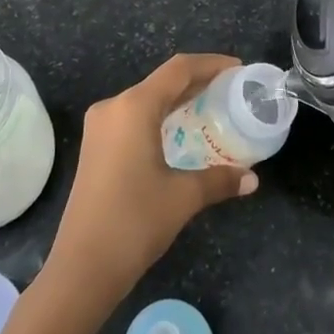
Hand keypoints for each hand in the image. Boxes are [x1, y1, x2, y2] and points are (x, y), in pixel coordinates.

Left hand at [46, 53, 258, 301]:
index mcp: (134, 107)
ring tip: (212, 107)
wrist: (81, 270)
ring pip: (147, 100)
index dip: (211, 64)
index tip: (238, 69)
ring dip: (178, 100)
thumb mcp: (183, 197)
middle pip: (162, 82)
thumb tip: (252, 179)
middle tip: (231, 90)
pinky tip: (181, 132)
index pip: (179, 69)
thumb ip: (220, 180)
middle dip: (197, 82)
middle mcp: (114, 107)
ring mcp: (100, 127)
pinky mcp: (96, 147)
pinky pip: (134, 117)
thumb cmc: (134, 222)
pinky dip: (161, 117)